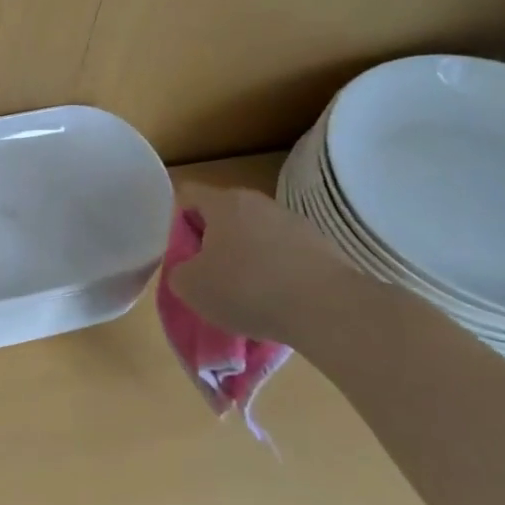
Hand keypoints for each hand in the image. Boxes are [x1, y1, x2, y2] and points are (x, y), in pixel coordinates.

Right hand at [168, 185, 363, 344]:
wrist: (328, 309)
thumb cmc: (246, 288)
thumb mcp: (190, 286)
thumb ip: (179, 270)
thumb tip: (191, 269)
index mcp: (224, 202)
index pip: (188, 195)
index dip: (176, 221)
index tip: (179, 253)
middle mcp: (260, 203)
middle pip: (224, 216)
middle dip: (212, 242)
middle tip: (207, 275)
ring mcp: (296, 223)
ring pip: (257, 236)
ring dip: (247, 258)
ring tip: (245, 296)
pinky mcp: (323, 248)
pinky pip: (286, 256)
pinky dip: (276, 274)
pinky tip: (276, 303)